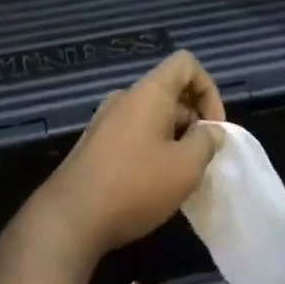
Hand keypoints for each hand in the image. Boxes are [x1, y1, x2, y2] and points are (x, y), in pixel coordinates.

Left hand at [23, 52, 225, 264]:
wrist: (71, 219)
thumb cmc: (135, 186)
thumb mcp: (186, 167)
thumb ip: (206, 142)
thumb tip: (210, 131)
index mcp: (148, 94)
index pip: (185, 64)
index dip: (209, 89)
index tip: (214, 128)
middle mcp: (124, 100)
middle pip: (170, 93)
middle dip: (194, 121)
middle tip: (203, 159)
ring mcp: (105, 122)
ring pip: (153, 117)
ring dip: (175, 139)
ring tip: (182, 176)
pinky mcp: (95, 146)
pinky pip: (134, 136)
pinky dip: (153, 151)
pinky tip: (156, 184)